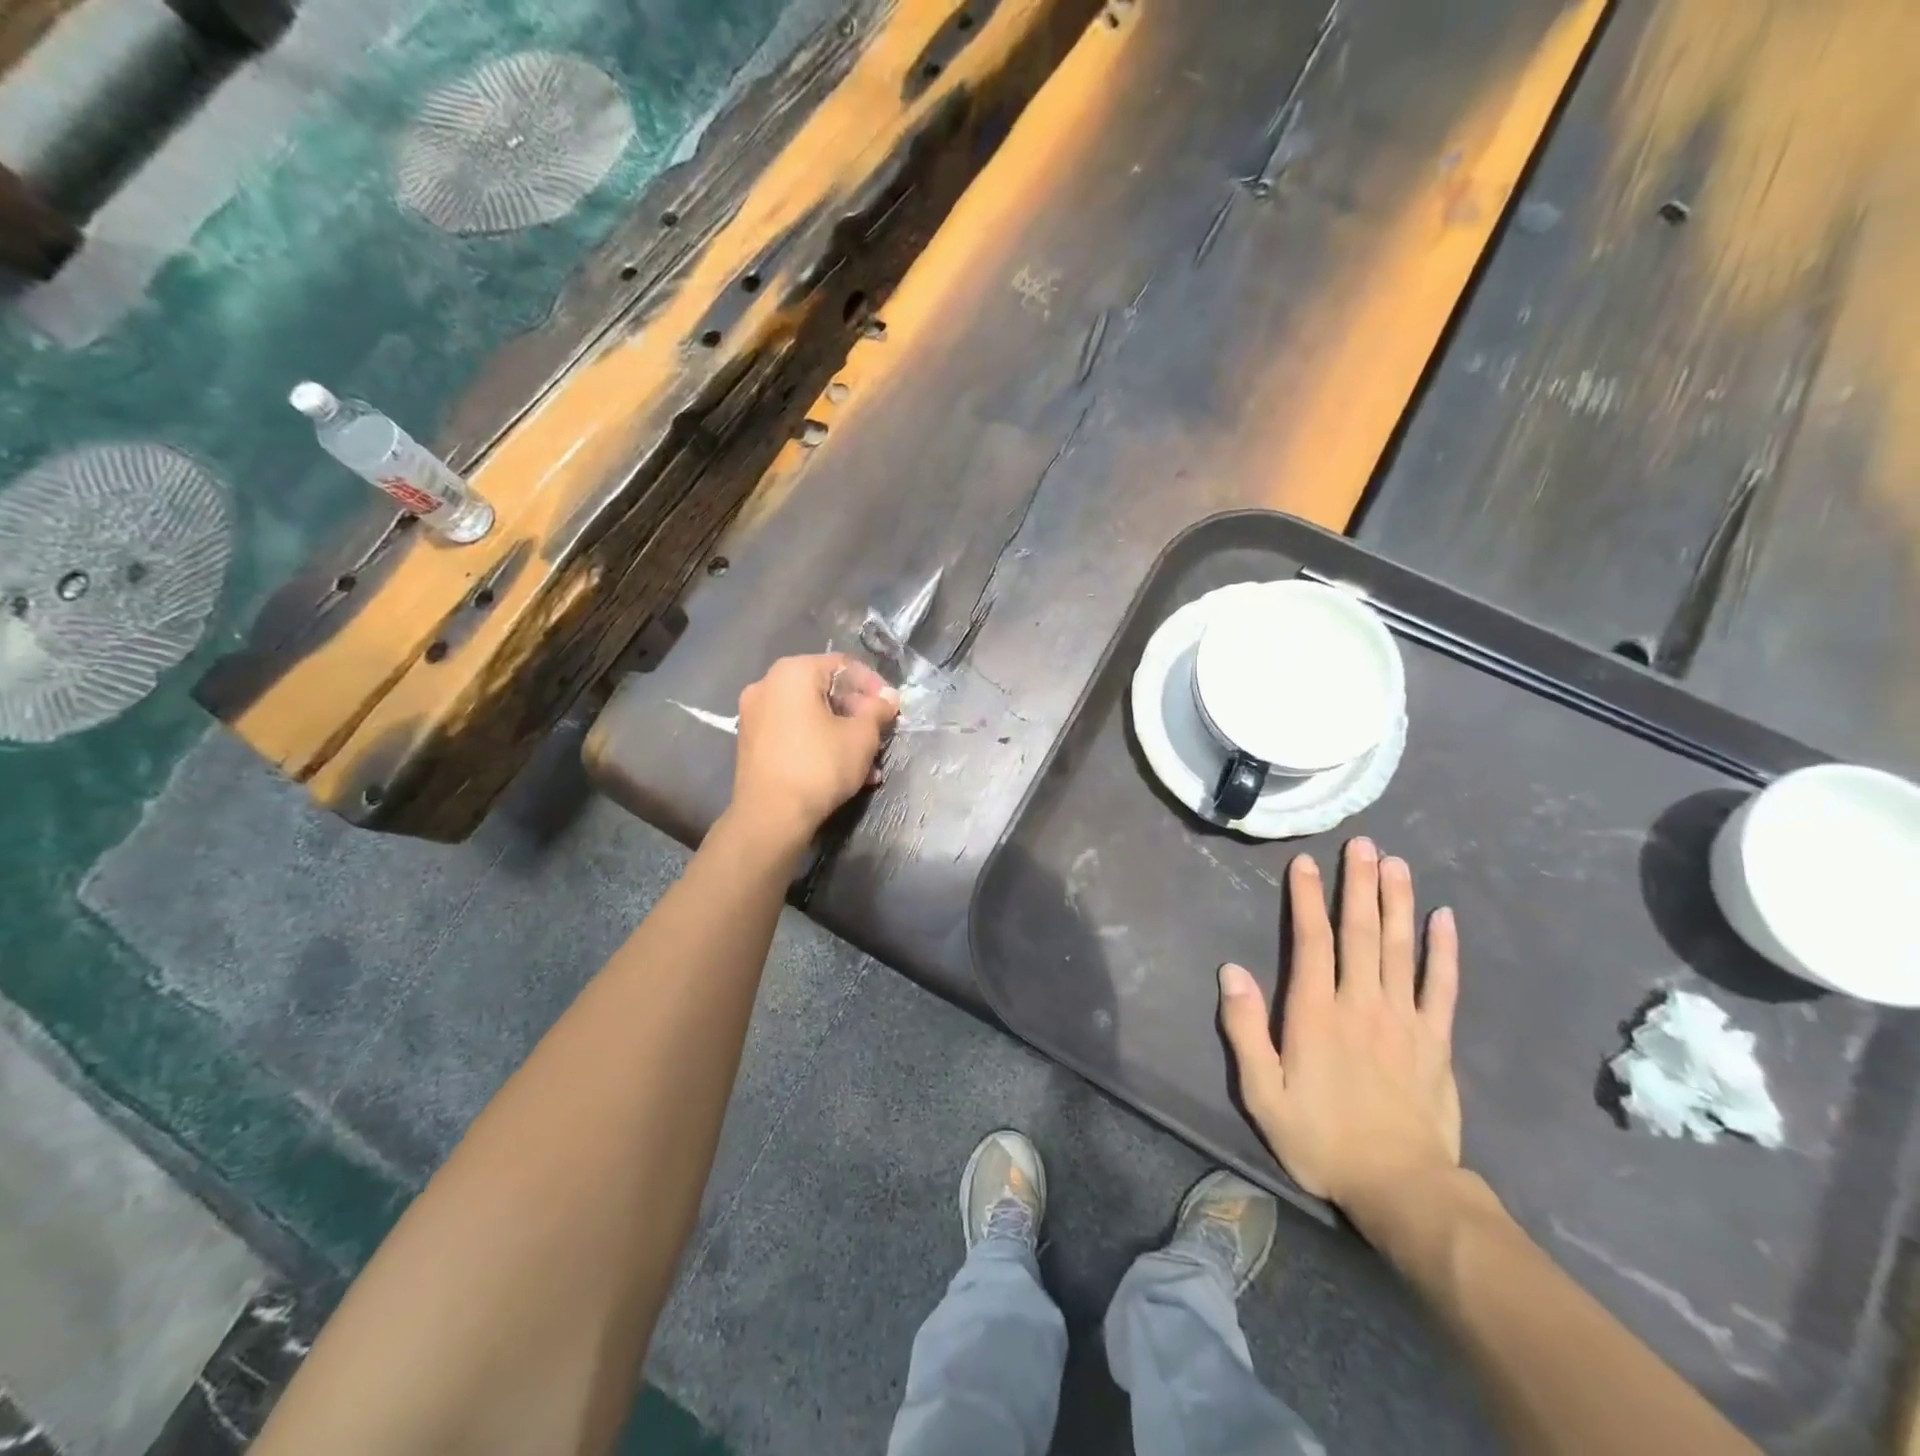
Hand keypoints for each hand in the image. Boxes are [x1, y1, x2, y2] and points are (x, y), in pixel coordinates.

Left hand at [730, 654, 898, 851]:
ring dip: (842, 734)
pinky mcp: (752, 744)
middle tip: (880, 735)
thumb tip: (888, 698)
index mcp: (793, 672)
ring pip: (811, 716)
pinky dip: (819, 745)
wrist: (770, 816)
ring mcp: (755, 715)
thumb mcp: (862, 736)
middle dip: (858, 714)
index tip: (891, 709)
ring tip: (868, 763)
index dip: (873, 685)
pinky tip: (843, 772)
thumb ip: (878, 710)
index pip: (843, 666)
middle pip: (825, 690)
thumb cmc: (820, 765)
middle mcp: (767, 685)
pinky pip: (794, 733)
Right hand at [1217, 838, 1461, 1228]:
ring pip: (1399, 948)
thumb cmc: (1321, 1139)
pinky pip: (1442, 986)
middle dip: (1359, 884)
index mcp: (1316, 1012)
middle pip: (1360, 932)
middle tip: (1363, 844)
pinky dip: (1443, 950)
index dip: (1307, 899)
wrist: (1402, 1189)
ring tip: (1396, 863)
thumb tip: (1230, 970)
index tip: (1306, 863)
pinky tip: (1443, 918)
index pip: (1311, 941)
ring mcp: (1404, 1018)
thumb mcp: (1263, 1093)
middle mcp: (1361, 1003)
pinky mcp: (1435, 1040)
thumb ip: (1246, 1029)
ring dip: (1397, 902)